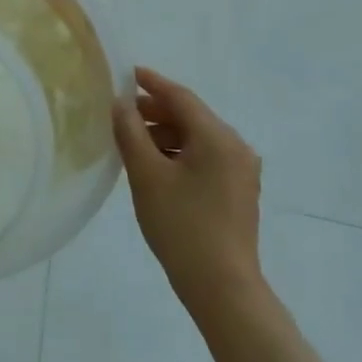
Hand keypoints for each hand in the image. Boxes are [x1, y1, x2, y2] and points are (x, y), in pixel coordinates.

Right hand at [112, 66, 263, 312]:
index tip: (125, 74)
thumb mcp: (146, 175)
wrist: (222, 287)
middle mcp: (235, 147)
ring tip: (132, 144)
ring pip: (197, 138)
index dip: (151, 83)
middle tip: (120, 114)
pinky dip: (179, 153)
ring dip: (165, 134)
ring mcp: (241, 170)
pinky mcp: (239, 190)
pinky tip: (155, 167)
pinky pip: (205, 157)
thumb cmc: (182, 225)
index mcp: (217, 137)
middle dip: (155, 111)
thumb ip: (130, 132)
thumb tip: (120, 104)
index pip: (180, 97)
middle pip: (190, 116)